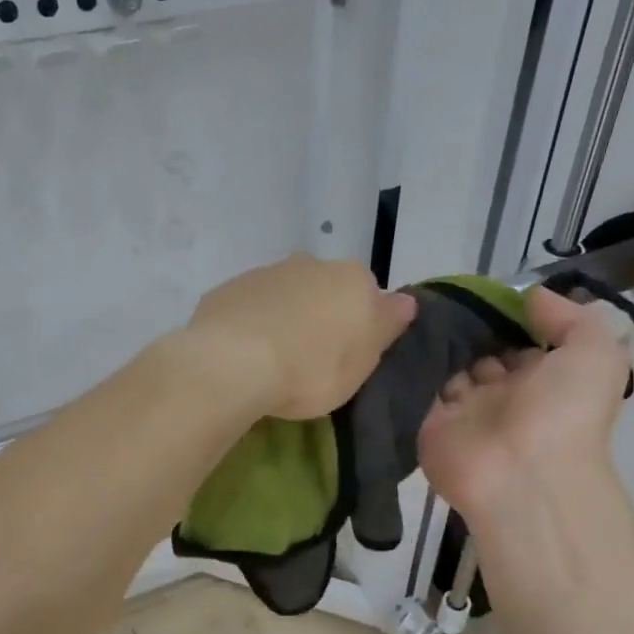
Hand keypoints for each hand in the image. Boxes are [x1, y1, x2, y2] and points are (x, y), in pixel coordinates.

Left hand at [180, 254, 416, 419]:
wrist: (232, 363)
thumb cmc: (311, 370)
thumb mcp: (362, 362)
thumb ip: (385, 326)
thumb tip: (405, 301)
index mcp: (353, 279)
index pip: (369, 296)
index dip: (361, 326)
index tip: (348, 356)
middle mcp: (311, 264)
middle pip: (326, 290)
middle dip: (322, 316)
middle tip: (312, 359)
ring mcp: (266, 273)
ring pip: (286, 294)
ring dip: (285, 317)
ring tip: (274, 359)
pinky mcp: (228, 289)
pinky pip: (250, 307)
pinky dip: (252, 323)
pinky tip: (243, 353)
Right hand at [417, 286, 630, 525]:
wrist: (524, 474)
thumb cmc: (564, 411)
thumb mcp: (594, 352)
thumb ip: (568, 317)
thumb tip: (529, 296)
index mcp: (542, 379)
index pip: (517, 340)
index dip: (504, 315)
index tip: (482, 291)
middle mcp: (503, 394)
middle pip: (477, 351)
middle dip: (463, 327)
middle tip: (442, 298)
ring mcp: (464, 411)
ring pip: (445, 367)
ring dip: (434, 343)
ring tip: (416, 311)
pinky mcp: (429, 424)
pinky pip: (416, 389)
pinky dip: (408, 367)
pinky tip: (399, 338)